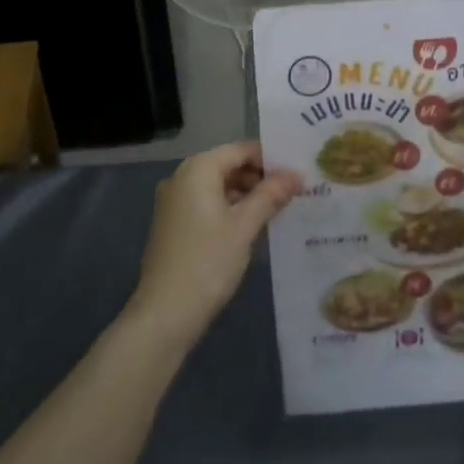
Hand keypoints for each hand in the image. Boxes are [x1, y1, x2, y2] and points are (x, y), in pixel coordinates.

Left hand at [126, 142, 301, 349]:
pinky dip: (230, 209)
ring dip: (247, 194)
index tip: (298, 172)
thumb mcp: (245, 226)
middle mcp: (182, 177)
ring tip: (280, 209)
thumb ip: (271, 195)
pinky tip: (253, 226)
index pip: (241, 150)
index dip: (271, 158)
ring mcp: (175, 202)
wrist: (164, 314)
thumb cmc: (207, 262)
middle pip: (228, 165)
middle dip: (260, 177)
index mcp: (198, 169)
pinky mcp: (174, 225)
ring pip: (218, 186)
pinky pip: (207, 204)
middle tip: (294, 192)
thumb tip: (296, 174)